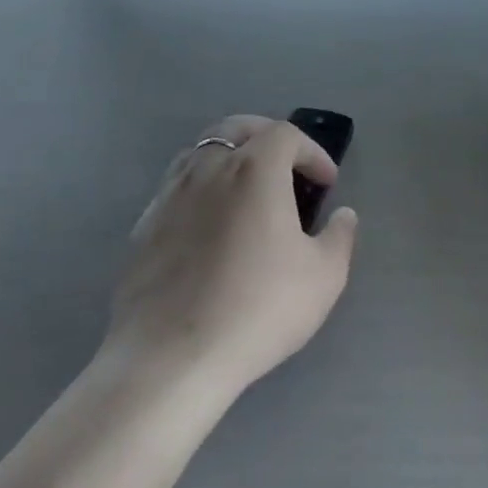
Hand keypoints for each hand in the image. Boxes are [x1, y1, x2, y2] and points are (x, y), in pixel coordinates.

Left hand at [109, 116, 358, 392]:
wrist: (170, 360)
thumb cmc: (257, 308)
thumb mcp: (324, 276)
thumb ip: (340, 237)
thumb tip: (343, 215)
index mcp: (254, 169)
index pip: (286, 134)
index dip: (312, 152)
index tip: (327, 184)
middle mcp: (208, 169)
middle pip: (236, 128)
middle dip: (266, 137)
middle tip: (286, 167)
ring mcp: (169, 196)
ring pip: (201, 153)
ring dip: (230, 160)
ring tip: (248, 193)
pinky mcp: (143, 229)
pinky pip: (177, 190)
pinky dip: (201, 191)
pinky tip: (211, 228)